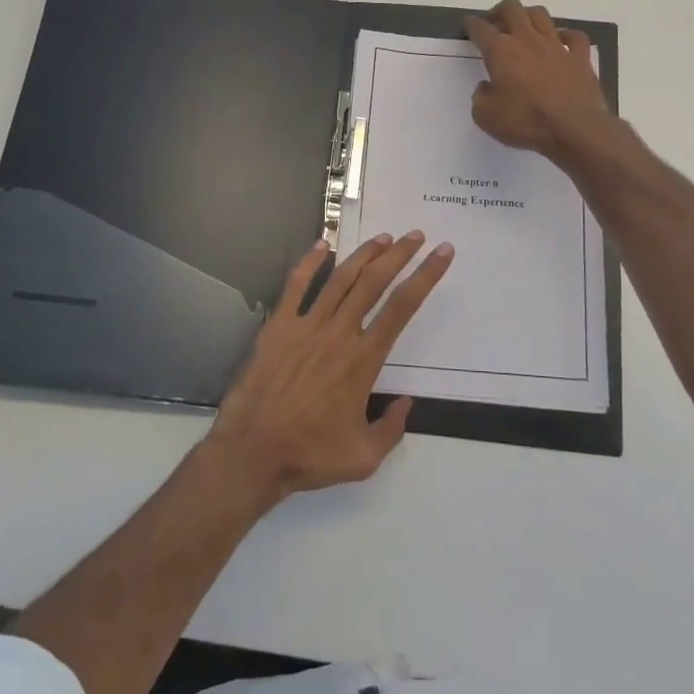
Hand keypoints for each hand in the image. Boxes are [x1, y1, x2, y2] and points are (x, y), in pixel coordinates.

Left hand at [206, 231, 453, 504]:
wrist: (252, 453)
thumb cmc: (309, 455)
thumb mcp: (364, 457)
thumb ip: (392, 429)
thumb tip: (406, 403)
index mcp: (363, 359)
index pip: (403, 307)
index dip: (426, 276)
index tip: (441, 254)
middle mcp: (339, 333)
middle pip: (375, 282)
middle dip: (399, 255)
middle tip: (416, 236)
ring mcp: (306, 326)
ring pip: (340, 278)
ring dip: (364, 254)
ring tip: (383, 237)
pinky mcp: (278, 327)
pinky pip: (295, 286)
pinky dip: (309, 261)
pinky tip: (322, 243)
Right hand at [464, 0, 608, 157]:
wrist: (574, 129)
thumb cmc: (526, 122)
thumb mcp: (487, 117)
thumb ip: (480, 98)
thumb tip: (486, 87)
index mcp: (501, 51)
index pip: (481, 28)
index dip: (472, 25)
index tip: (470, 25)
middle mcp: (528, 40)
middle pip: (512, 9)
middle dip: (499, 11)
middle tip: (495, 23)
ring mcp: (557, 46)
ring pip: (541, 15)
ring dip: (529, 16)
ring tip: (524, 28)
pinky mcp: (580, 57)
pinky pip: (574, 36)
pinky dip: (566, 36)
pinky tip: (561, 42)